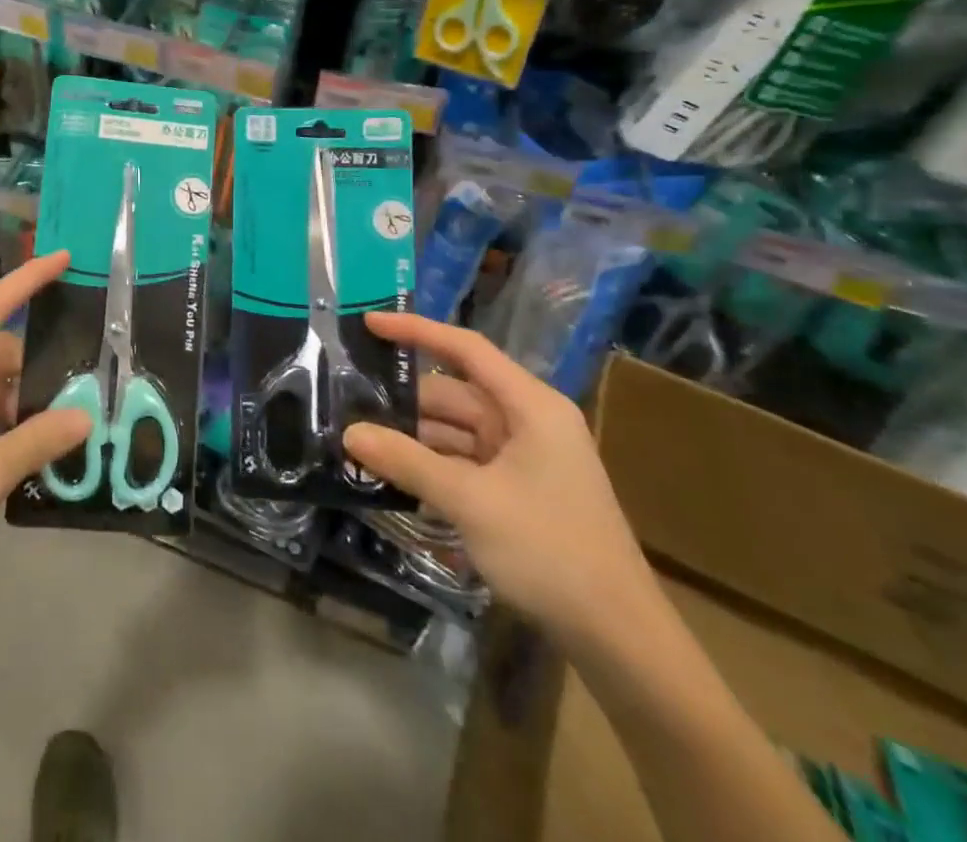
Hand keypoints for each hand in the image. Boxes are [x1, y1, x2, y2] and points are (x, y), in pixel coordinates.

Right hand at [344, 313, 657, 653]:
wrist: (620, 641)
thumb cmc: (551, 552)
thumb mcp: (470, 502)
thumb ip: (407, 461)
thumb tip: (349, 433)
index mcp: (530, 406)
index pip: (466, 349)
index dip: (416, 331)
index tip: (369, 324)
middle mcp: (527, 422)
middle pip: (453, 394)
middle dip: (403, 400)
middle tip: (346, 400)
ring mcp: (523, 458)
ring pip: (453, 431)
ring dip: (411, 437)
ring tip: (357, 437)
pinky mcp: (516, 491)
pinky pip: (461, 462)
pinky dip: (429, 465)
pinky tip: (390, 474)